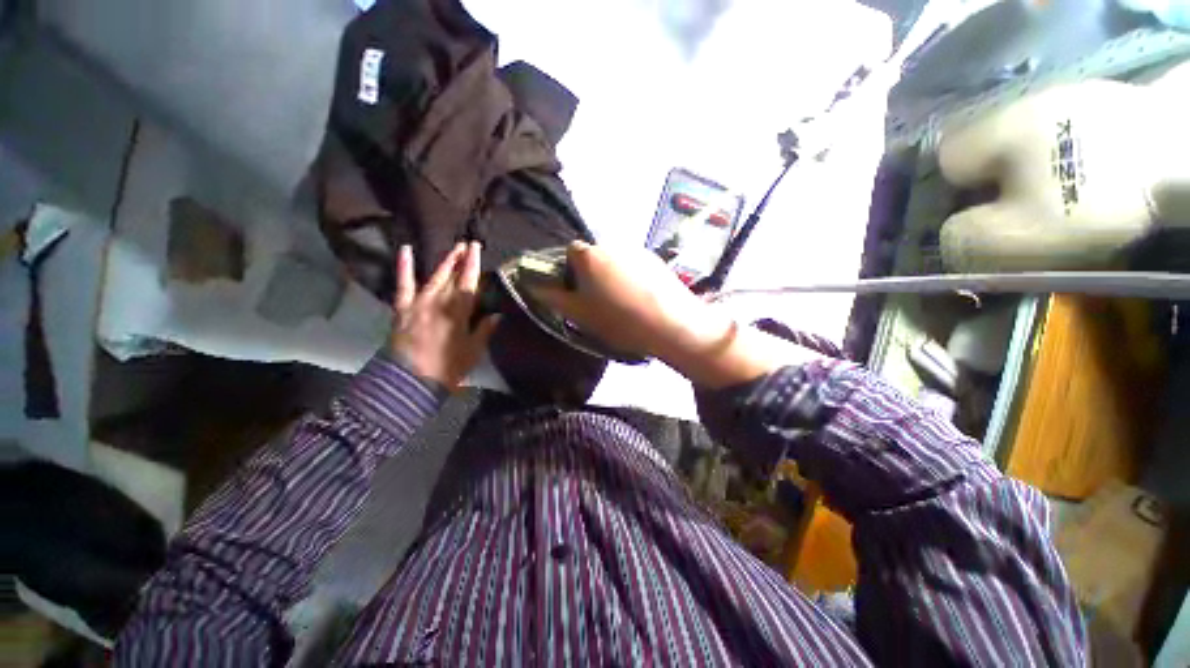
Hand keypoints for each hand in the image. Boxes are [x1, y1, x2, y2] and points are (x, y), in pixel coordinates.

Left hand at [390, 242, 498, 389]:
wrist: (410, 381)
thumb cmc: (447, 367)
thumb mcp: (473, 351)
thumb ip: (484, 330)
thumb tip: (497, 315)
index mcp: (459, 311)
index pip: (469, 282)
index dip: (474, 264)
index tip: (477, 248)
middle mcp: (439, 301)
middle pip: (453, 276)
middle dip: (461, 259)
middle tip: (467, 244)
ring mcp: (419, 303)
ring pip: (435, 277)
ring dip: (445, 262)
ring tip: (453, 248)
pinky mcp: (403, 308)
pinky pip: (404, 284)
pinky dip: (404, 267)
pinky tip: (405, 250)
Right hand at [532, 241, 734, 362]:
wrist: (670, 324)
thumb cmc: (618, 320)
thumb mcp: (579, 314)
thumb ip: (553, 297)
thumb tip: (533, 285)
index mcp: (589, 255)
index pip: (569, 252)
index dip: (569, 271)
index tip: (576, 292)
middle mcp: (611, 245)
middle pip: (593, 256)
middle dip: (591, 274)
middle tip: (599, 301)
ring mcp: (636, 250)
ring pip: (614, 261)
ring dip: (612, 275)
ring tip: (623, 302)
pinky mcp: (656, 259)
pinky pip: (634, 265)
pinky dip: (631, 277)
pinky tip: (640, 298)